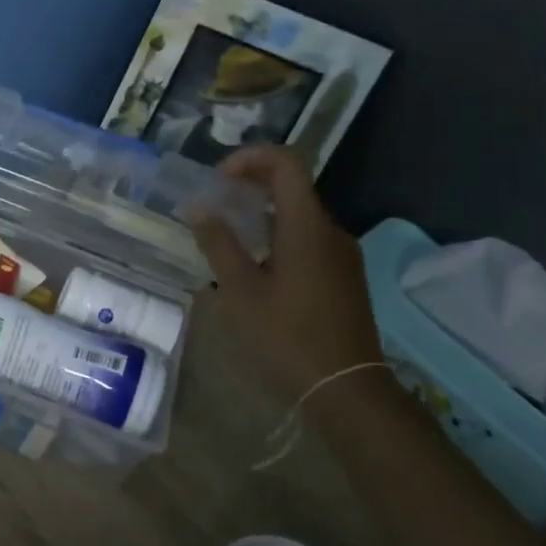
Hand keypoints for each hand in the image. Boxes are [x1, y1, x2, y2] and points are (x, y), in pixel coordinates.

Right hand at [191, 146, 385, 400]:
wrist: (346, 387)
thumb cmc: (287, 336)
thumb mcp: (240, 290)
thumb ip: (218, 244)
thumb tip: (199, 208)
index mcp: (307, 227)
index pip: (286, 163)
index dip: (250, 158)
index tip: (217, 179)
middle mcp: (330, 231)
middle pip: (292, 186)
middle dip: (250, 185)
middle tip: (213, 204)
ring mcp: (341, 254)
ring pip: (298, 214)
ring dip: (261, 213)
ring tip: (226, 235)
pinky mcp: (343, 275)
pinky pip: (307, 238)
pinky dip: (277, 234)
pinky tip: (254, 265)